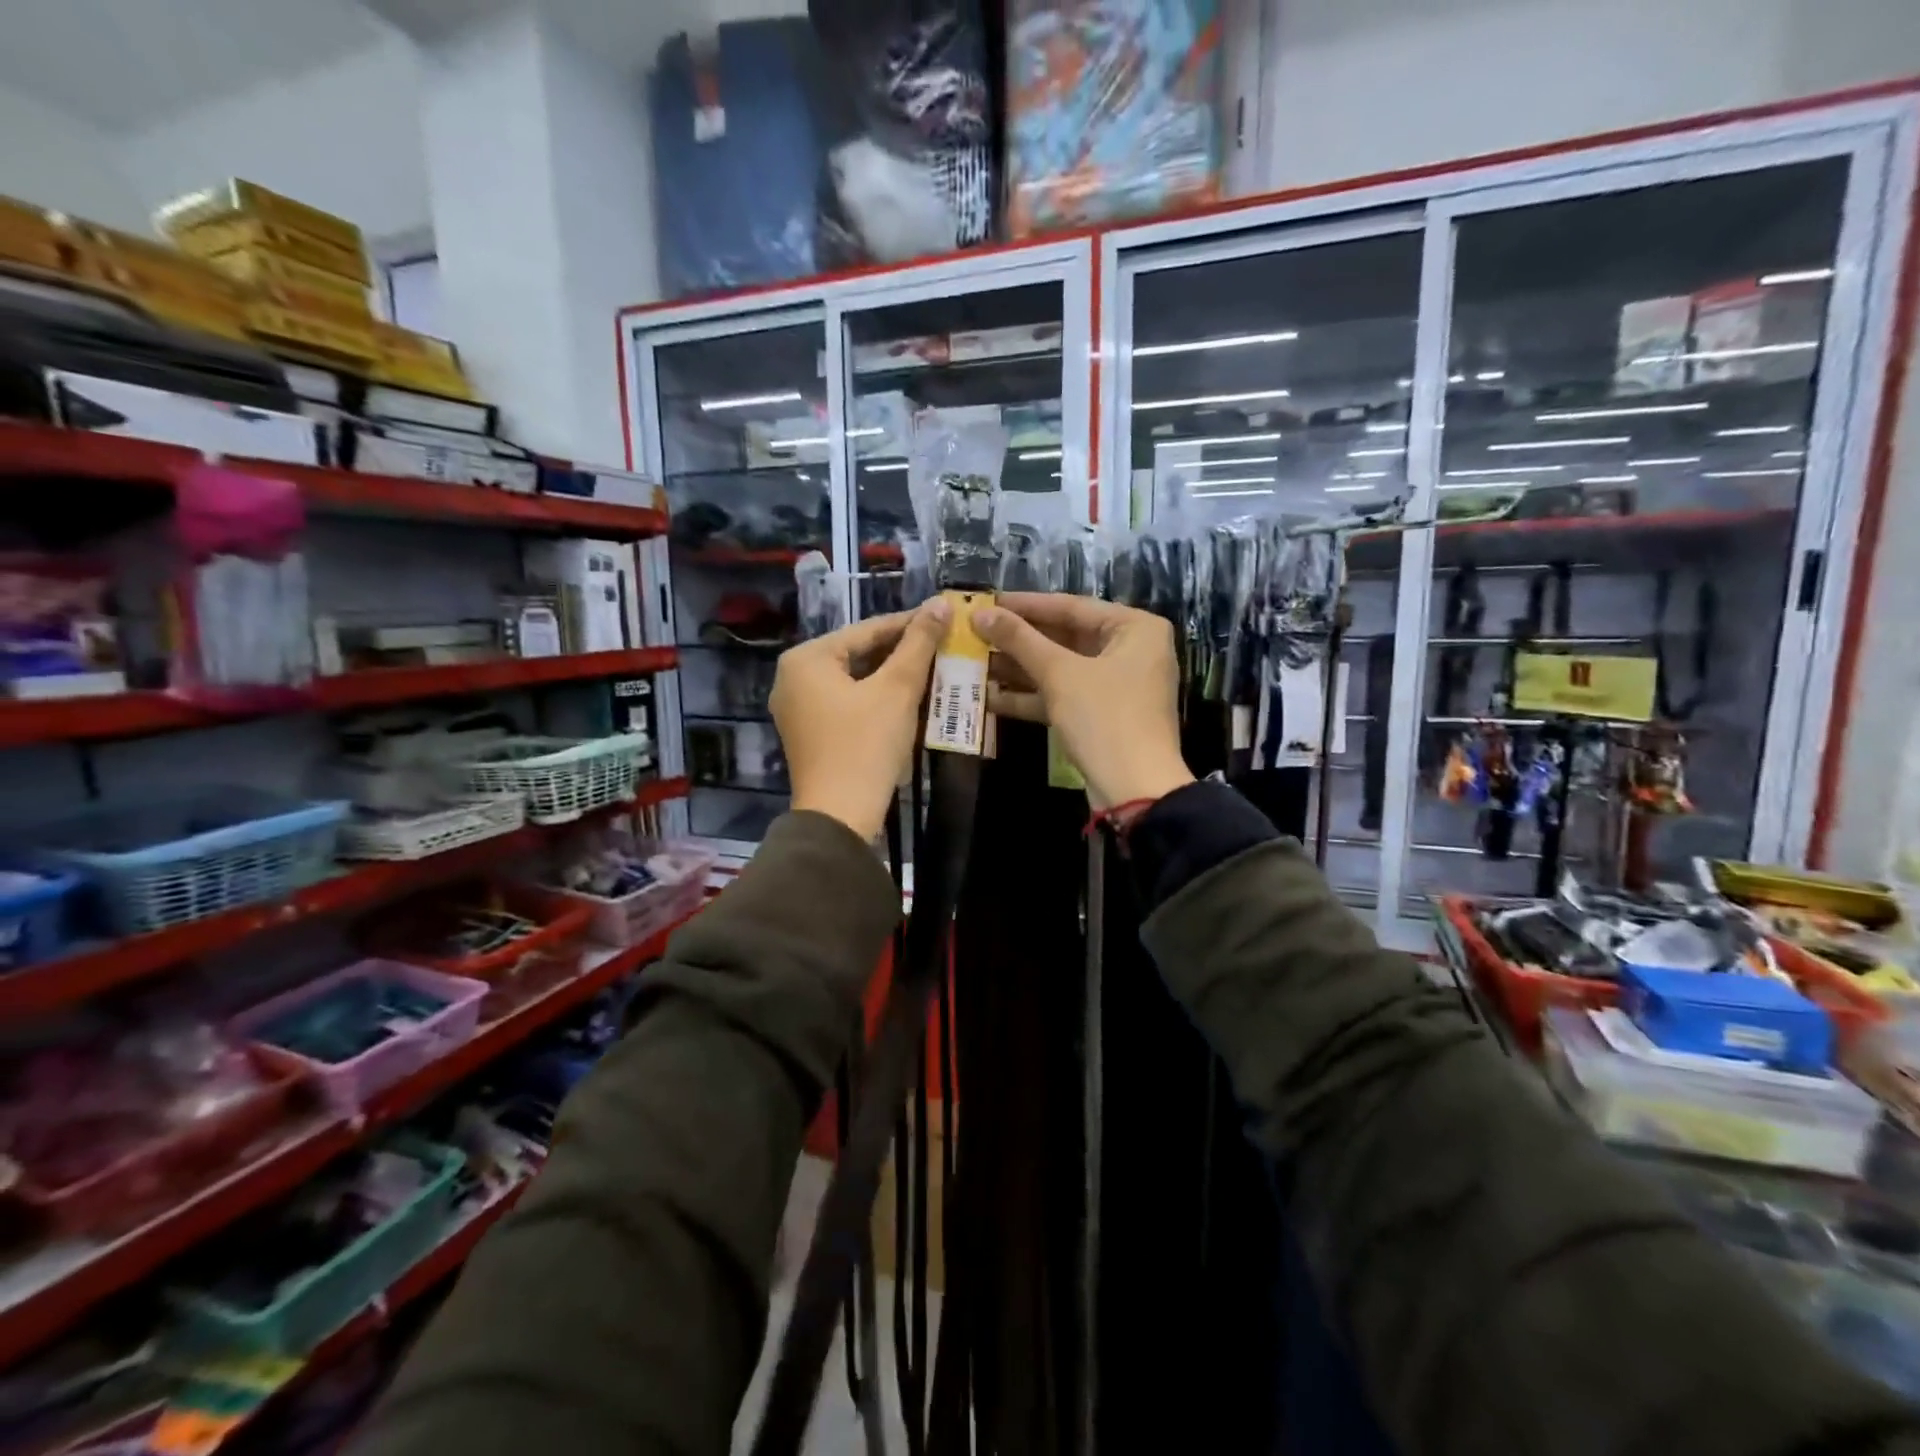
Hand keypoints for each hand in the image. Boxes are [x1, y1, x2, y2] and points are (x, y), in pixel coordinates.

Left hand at [771, 599, 948, 840]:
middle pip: (858, 654)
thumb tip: (940, 604)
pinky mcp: (809, 733)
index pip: (867, 629)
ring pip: (854, 680)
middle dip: (901, 652)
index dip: (910, 623)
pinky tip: (908, 700)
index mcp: (807, 659)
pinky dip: (876, 699)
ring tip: (932, 670)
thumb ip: (918, 643)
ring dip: (892, 676)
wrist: (839, 816)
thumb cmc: (866, 745)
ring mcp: (797, 708)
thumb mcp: (898, 689)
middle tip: (942, 646)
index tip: (944, 618)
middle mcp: (793, 677)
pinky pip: (846, 703)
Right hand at [971, 593, 1192, 809]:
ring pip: (1061, 668)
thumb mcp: (1060, 674)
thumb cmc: (1104, 718)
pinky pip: (1064, 695)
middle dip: (1019, 640)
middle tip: (975, 632)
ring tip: (974, 661)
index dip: (1025, 605)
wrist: (1135, 790)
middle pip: (1065, 637)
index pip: (1071, 606)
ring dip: (1019, 668)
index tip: (986, 602)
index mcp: (1135, 628)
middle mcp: (1131, 650)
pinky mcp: (1102, 715)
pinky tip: (991, 696)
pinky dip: (1032, 696)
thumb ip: (1020, 640)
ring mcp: (1117, 685)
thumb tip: (980, 614)